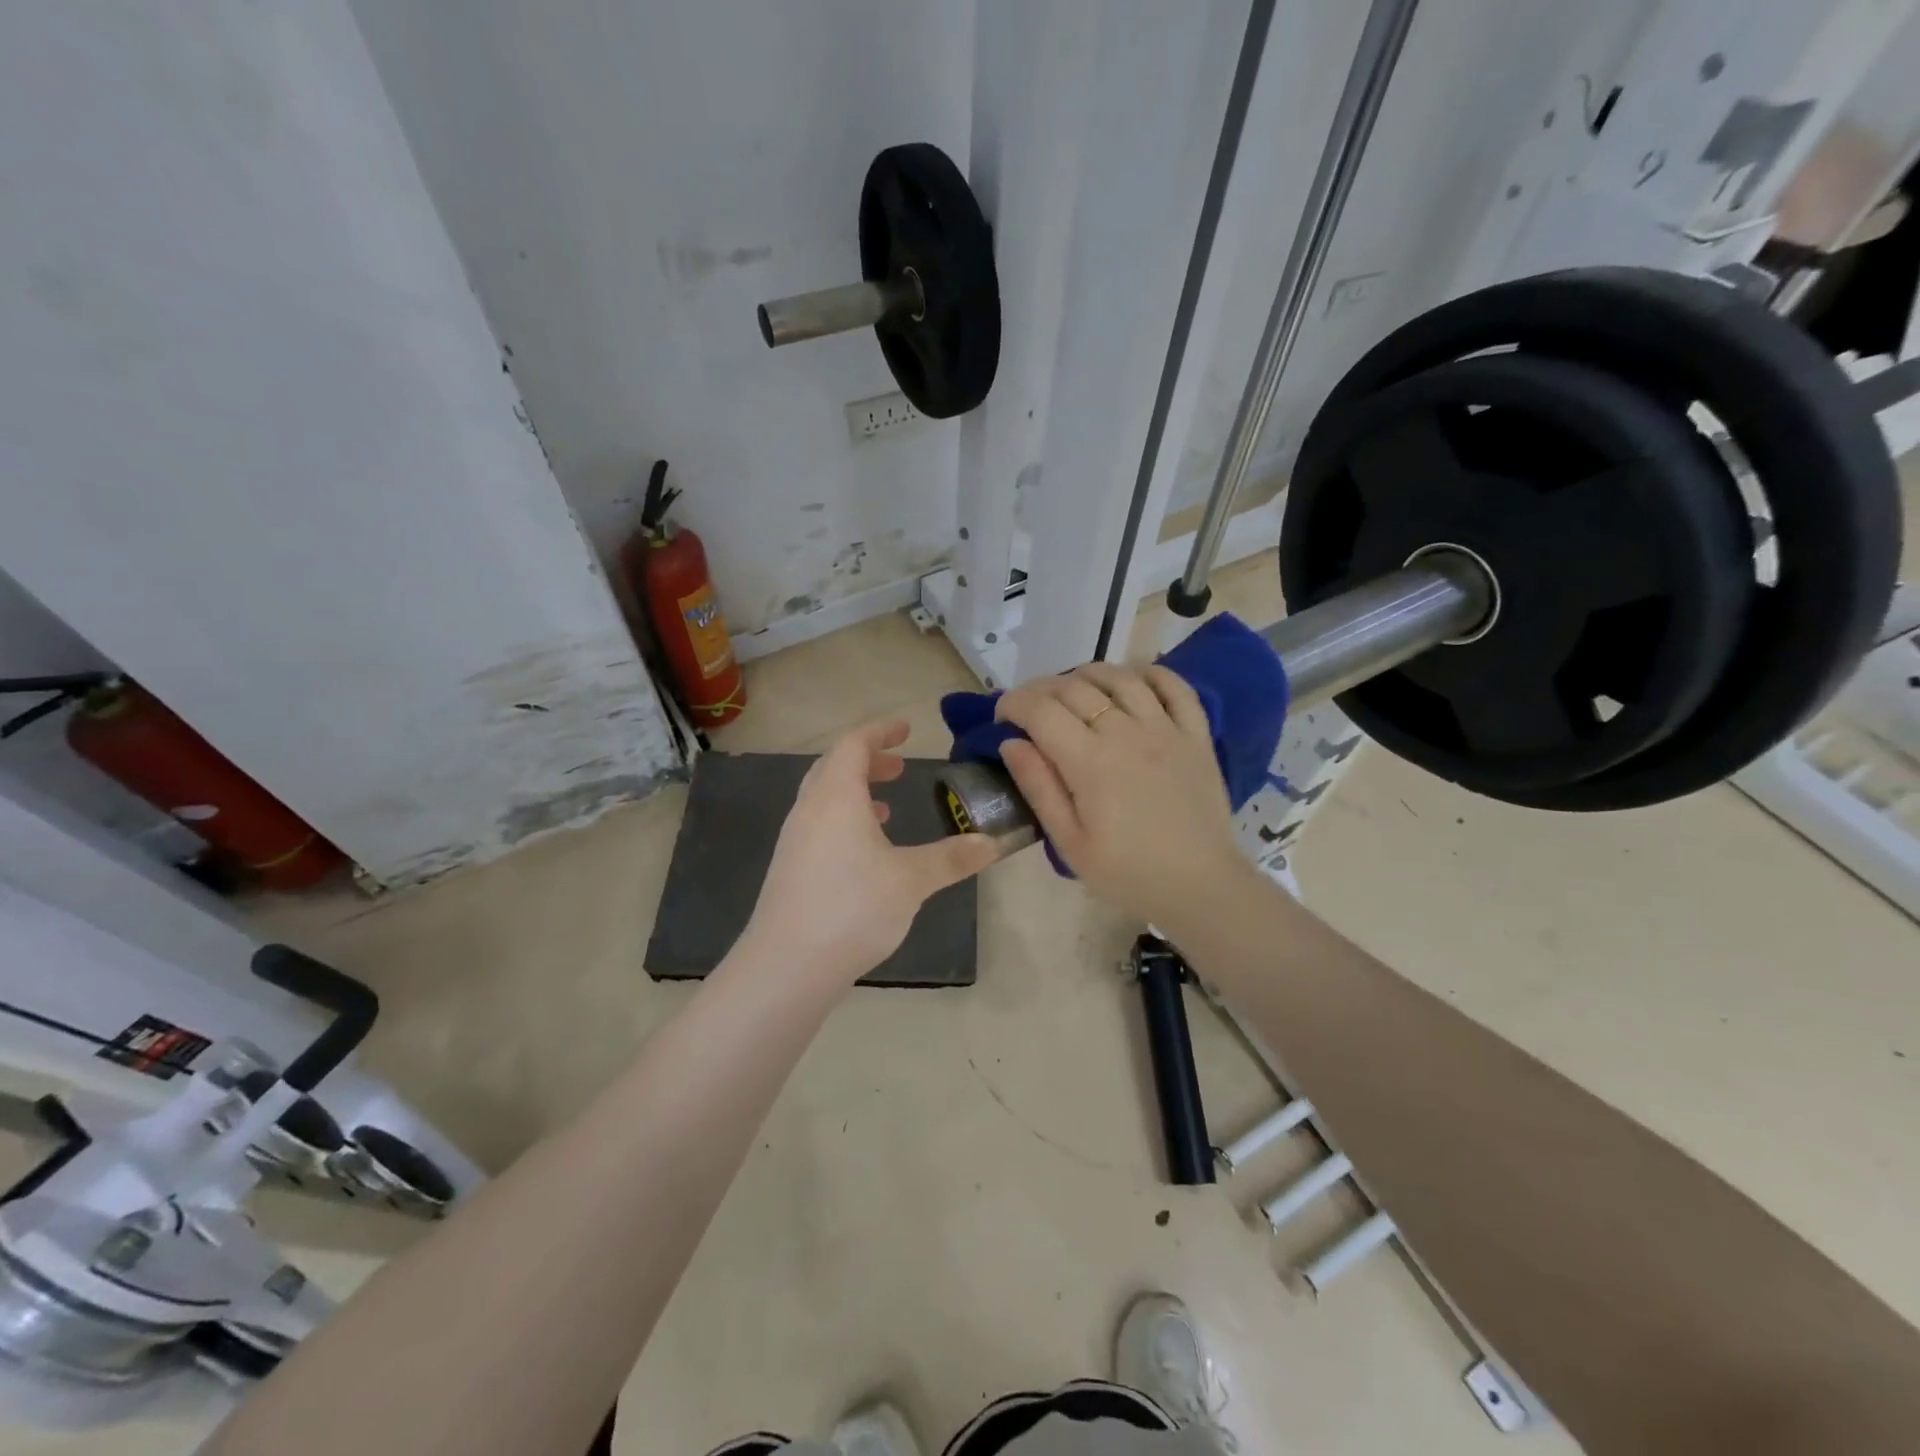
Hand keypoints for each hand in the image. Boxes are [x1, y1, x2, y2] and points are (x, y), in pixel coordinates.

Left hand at [739, 719, 1000, 989]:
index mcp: (836, 797)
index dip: (881, 731)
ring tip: (886, 809)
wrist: (787, 964)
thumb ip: (952, 858)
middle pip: (834, 766)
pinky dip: (843, 820)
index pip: (854, 744)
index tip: (907, 729)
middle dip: (868, 760)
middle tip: (899, 767)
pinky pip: (818, 824)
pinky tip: (864, 852)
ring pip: (823, 797)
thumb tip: (992, 842)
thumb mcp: (911, 880)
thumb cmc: (852, 908)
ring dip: (854, 791)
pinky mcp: (789, 868)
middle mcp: (809, 809)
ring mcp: (794, 840)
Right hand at [995, 663, 1253, 932]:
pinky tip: (1132, 679)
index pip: (1041, 710)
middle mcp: (1126, 733)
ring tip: (1073, 689)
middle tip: (1030, 708)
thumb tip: (1011, 743)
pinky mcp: (1196, 735)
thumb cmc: (1127, 872)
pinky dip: (1150, 673)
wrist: (1200, 886)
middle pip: (1074, 687)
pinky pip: (1175, 686)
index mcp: (1090, 763)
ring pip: (1120, 677)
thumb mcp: (1070, 843)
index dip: (1013, 703)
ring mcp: (1166, 729)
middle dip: (1041, 689)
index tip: (1002, 716)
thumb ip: (1039, 788)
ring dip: (1088, 674)